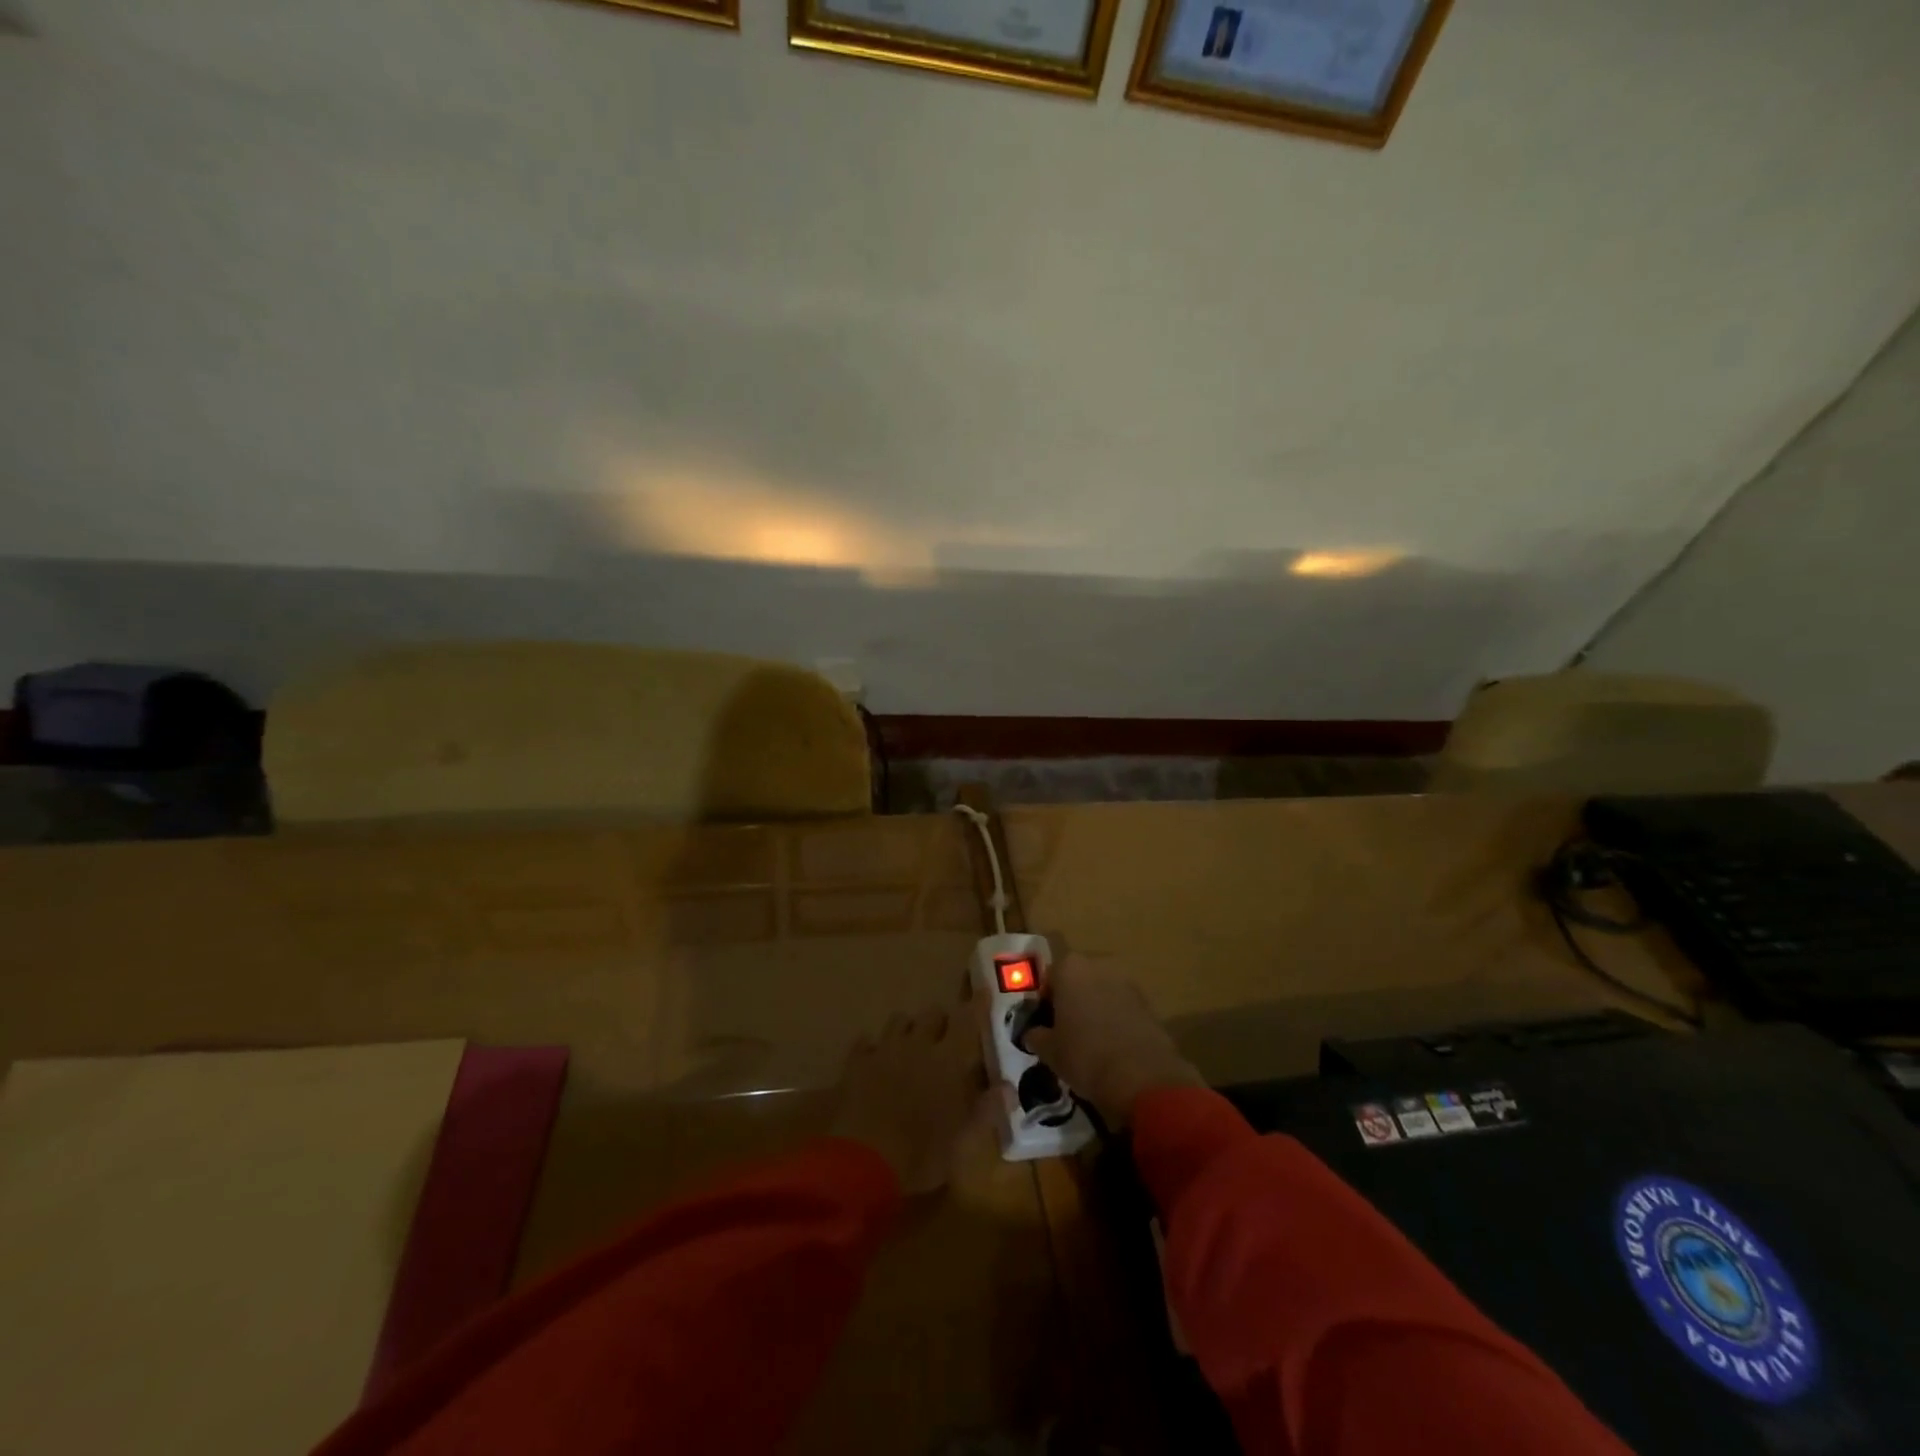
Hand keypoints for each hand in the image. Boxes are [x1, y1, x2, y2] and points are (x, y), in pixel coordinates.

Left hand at [830, 1007, 990, 1194]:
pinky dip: (873, 1047)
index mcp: (948, 1060)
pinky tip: (875, 1060)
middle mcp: (918, 1045)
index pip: (968, 1021)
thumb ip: (987, 1110)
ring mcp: (884, 1050)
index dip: (977, 1005)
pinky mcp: (856, 1064)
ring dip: (909, 1029)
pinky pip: (866, 1042)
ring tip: (911, 1046)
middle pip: (932, 1014)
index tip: (983, 990)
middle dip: (941, 1021)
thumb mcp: (963, 1140)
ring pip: (899, 1021)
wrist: (862, 1163)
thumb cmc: (922, 1154)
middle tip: (946, 1038)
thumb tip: (1009, 1089)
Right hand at [1022, 957, 1201, 1127]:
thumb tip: (1032, 1034)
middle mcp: (1099, 964)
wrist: (1141, 1077)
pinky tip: (1113, 1046)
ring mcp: (1127, 981)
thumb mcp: (1049, 1050)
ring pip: (1101, 992)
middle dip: (1072, 1001)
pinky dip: (1115, 1019)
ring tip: (1091, 1042)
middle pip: (1077, 980)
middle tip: (1066, 1032)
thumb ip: (1036, 1036)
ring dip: (1095, 1008)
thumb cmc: (1084, 1056)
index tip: (1045, 1026)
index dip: (1044, 1003)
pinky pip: (1122, 1006)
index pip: (1048, 979)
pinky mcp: (1148, 1001)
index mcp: (1070, 968)